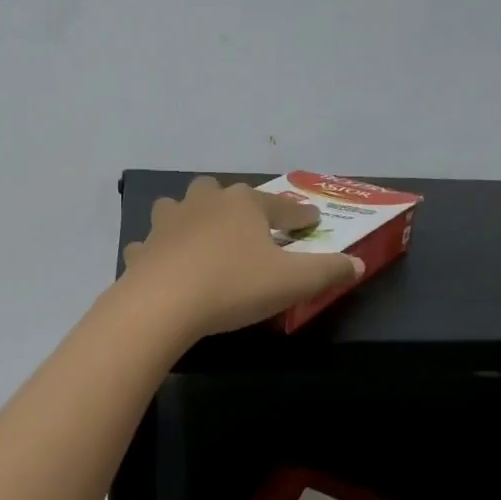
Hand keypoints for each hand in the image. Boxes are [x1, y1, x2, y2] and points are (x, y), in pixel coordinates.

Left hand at [120, 176, 362, 337]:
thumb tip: (357, 265)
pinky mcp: (143, 249)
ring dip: (191, 218)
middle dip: (237, 205)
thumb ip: (328, 271)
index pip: (281, 206)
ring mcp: (168, 223)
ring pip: (180, 209)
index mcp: (243, 204)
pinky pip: (152, 245)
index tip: (311, 222)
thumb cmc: (234, 286)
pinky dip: (159, 251)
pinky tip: (163, 263)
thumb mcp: (293, 282)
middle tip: (248, 226)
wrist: (164, 305)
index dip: (300, 216)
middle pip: (223, 194)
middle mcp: (204, 203)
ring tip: (200, 235)